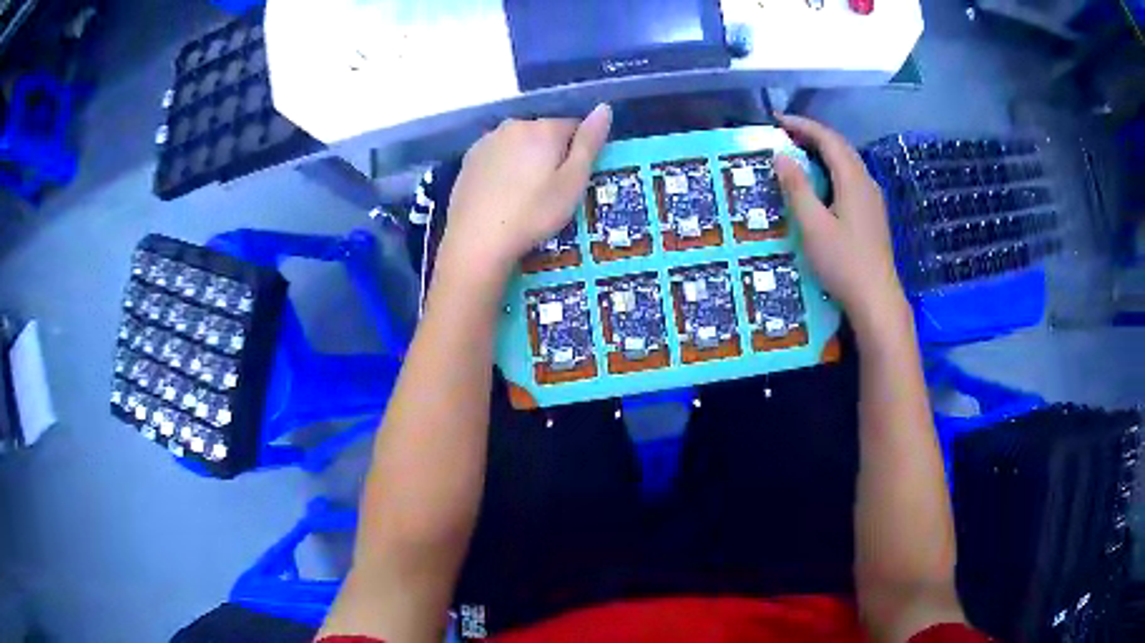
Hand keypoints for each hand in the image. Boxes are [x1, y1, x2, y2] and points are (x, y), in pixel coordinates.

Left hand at [439, 105, 612, 280]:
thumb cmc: (533, 213)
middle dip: (550, 153)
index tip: (573, 179)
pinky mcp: (469, 158)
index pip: (573, 126)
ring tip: (524, 194)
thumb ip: (589, 143)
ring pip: (518, 142)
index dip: (578, 152)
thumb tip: (604, 108)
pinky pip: (497, 155)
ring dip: (526, 159)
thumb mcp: (572, 182)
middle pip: (543, 133)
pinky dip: (504, 167)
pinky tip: (502, 194)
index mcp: (544, 129)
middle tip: (549, 190)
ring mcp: (487, 140)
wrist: (477, 239)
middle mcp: (514, 125)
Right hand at [772, 113, 907, 332]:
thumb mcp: (812, 225)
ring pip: (847, 163)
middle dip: (812, 135)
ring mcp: (873, 200)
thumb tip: (780, 156)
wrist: (877, 299)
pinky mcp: (873, 215)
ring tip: (798, 154)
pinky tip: (821, 184)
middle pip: (840, 147)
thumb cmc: (843, 262)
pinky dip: (832, 169)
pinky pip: (851, 179)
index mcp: (853, 179)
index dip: (803, 125)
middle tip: (784, 135)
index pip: (828, 139)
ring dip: (823, 152)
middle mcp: (866, 182)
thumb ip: (797, 187)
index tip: (776, 121)